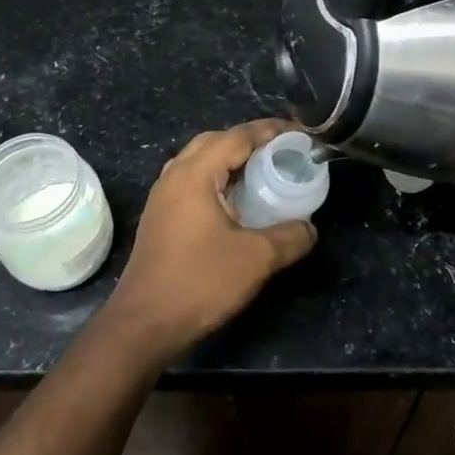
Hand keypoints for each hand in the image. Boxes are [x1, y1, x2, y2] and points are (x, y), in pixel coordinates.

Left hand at [104, 120, 317, 362]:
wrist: (145, 323)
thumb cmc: (199, 282)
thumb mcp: (256, 258)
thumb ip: (289, 236)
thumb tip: (309, 228)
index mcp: (194, 174)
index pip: (237, 136)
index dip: (270, 131)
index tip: (300, 134)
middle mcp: (173, 176)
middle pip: (215, 142)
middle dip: (250, 141)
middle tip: (283, 152)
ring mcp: (162, 198)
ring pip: (200, 162)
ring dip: (231, 161)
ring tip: (263, 173)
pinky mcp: (160, 218)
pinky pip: (192, 183)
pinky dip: (218, 181)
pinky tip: (237, 203)